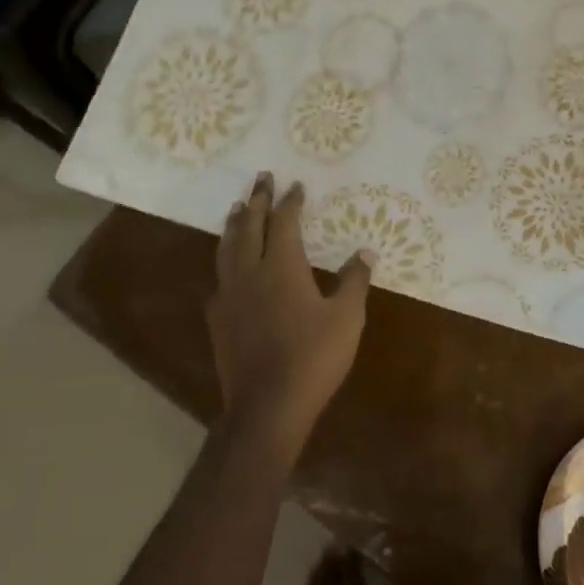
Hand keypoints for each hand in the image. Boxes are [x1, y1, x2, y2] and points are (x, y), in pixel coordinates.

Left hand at [207, 174, 372, 460]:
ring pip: (227, 248)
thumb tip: (365, 252)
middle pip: (250, 227)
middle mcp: (250, 273)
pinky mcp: (218, 319)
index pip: (284, 223)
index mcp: (282, 267)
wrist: (267, 406)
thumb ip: (354, 282)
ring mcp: (229, 296)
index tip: (295, 185)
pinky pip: (219, 278)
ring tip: (239, 208)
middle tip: (261, 178)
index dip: (290, 202)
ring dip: (235, 224)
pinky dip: (226, 260)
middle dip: (258, 200)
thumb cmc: (314, 358)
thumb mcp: (347, 319)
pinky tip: (229, 266)